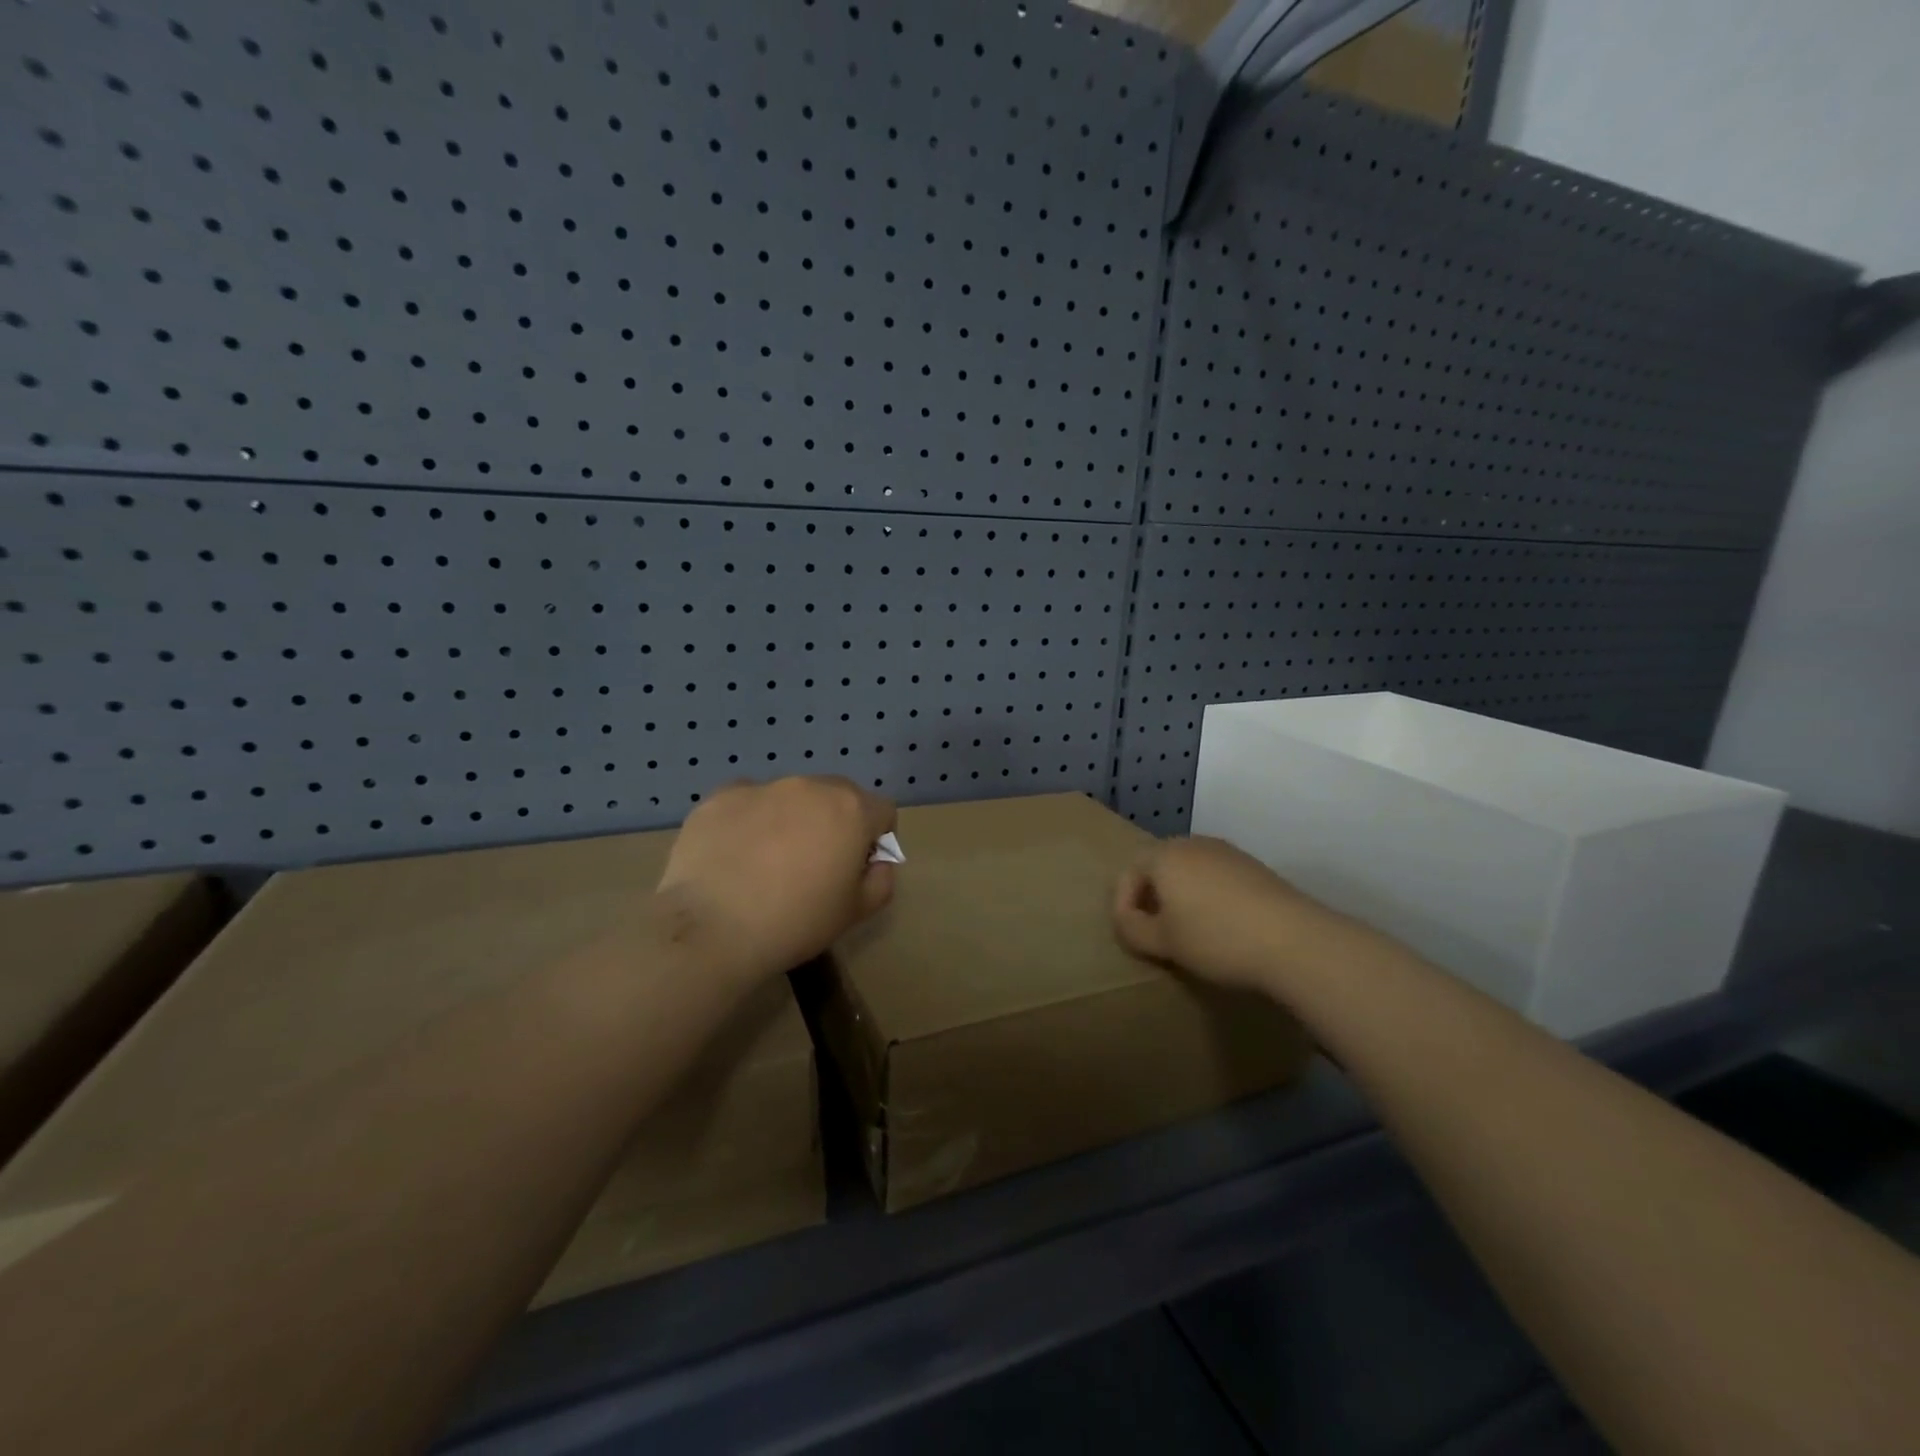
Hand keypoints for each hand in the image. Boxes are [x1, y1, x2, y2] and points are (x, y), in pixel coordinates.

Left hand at [656, 776, 896, 980]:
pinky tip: (734, 855)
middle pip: (836, 796)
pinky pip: (746, 802)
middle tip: (812, 865)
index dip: (875, 840)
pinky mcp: (720, 797)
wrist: (713, 928)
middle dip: (834, 823)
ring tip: (766, 862)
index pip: (881, 812)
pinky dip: (748, 821)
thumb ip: (880, 880)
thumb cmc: (796, 922)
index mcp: (851, 809)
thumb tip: (877, 862)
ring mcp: (762, 787)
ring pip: (789, 796)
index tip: (855, 869)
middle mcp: (810, 786)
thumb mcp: (856, 913)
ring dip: (790, 819)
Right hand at [1113, 836, 1335, 993]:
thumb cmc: (1215, 938)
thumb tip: (1128, 920)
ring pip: (1189, 871)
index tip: (1130, 934)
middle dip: (1151, 897)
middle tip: (1154, 930)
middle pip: (1159, 866)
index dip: (1122, 904)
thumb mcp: (1163, 942)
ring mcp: (1227, 853)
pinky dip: (1207, 897)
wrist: (1294, 940)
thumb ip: (1133, 929)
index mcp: (1164, 855)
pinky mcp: (1254, 867)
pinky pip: (1216, 877)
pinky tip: (1220, 926)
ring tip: (1187, 931)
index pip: (1129, 872)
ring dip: (1180, 896)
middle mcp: (1193, 844)